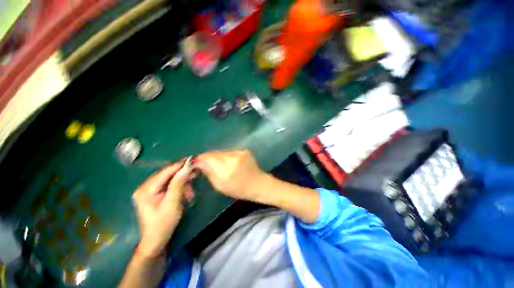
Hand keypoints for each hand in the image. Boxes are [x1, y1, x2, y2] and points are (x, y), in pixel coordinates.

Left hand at [132, 160, 194, 257]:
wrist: (156, 240)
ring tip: (191, 192)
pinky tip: (186, 194)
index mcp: (145, 190)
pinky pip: (169, 185)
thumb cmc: (163, 224)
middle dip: (182, 176)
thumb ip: (178, 184)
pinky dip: (179, 188)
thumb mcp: (172, 203)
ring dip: (182, 184)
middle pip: (167, 175)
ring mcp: (149, 190)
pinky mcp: (154, 194)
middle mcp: (145, 187)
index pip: (164, 172)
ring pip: (170, 180)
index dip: (179, 166)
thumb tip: (186, 168)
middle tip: (195, 175)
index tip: (192, 161)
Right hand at [194, 150, 267, 201]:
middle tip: (204, 164)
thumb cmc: (238, 189)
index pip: (207, 158)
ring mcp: (239, 152)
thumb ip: (209, 172)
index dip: (199, 159)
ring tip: (218, 164)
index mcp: (226, 169)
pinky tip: (229, 162)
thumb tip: (199, 163)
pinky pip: (229, 152)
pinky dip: (226, 156)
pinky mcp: (244, 150)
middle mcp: (232, 158)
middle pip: (214, 153)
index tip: (195, 163)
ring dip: (217, 157)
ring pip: (221, 152)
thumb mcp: (220, 185)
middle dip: (207, 158)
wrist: (258, 184)